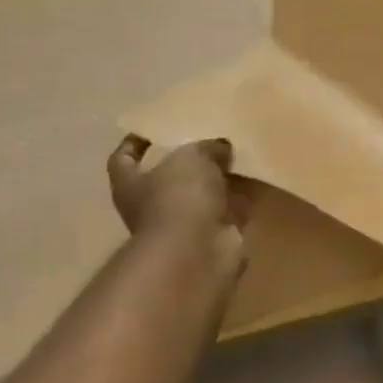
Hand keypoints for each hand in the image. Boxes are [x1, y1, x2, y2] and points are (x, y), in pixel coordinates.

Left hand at [107, 136, 251, 249]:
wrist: (198, 252)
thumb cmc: (178, 197)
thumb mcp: (192, 157)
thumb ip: (207, 147)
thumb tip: (221, 147)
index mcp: (131, 185)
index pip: (123, 160)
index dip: (133, 144)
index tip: (151, 131)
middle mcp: (154, 205)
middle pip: (171, 176)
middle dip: (193, 159)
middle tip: (214, 137)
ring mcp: (186, 223)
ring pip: (206, 192)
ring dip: (223, 176)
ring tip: (243, 150)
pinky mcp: (217, 234)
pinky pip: (233, 207)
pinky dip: (245, 194)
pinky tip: (260, 173)